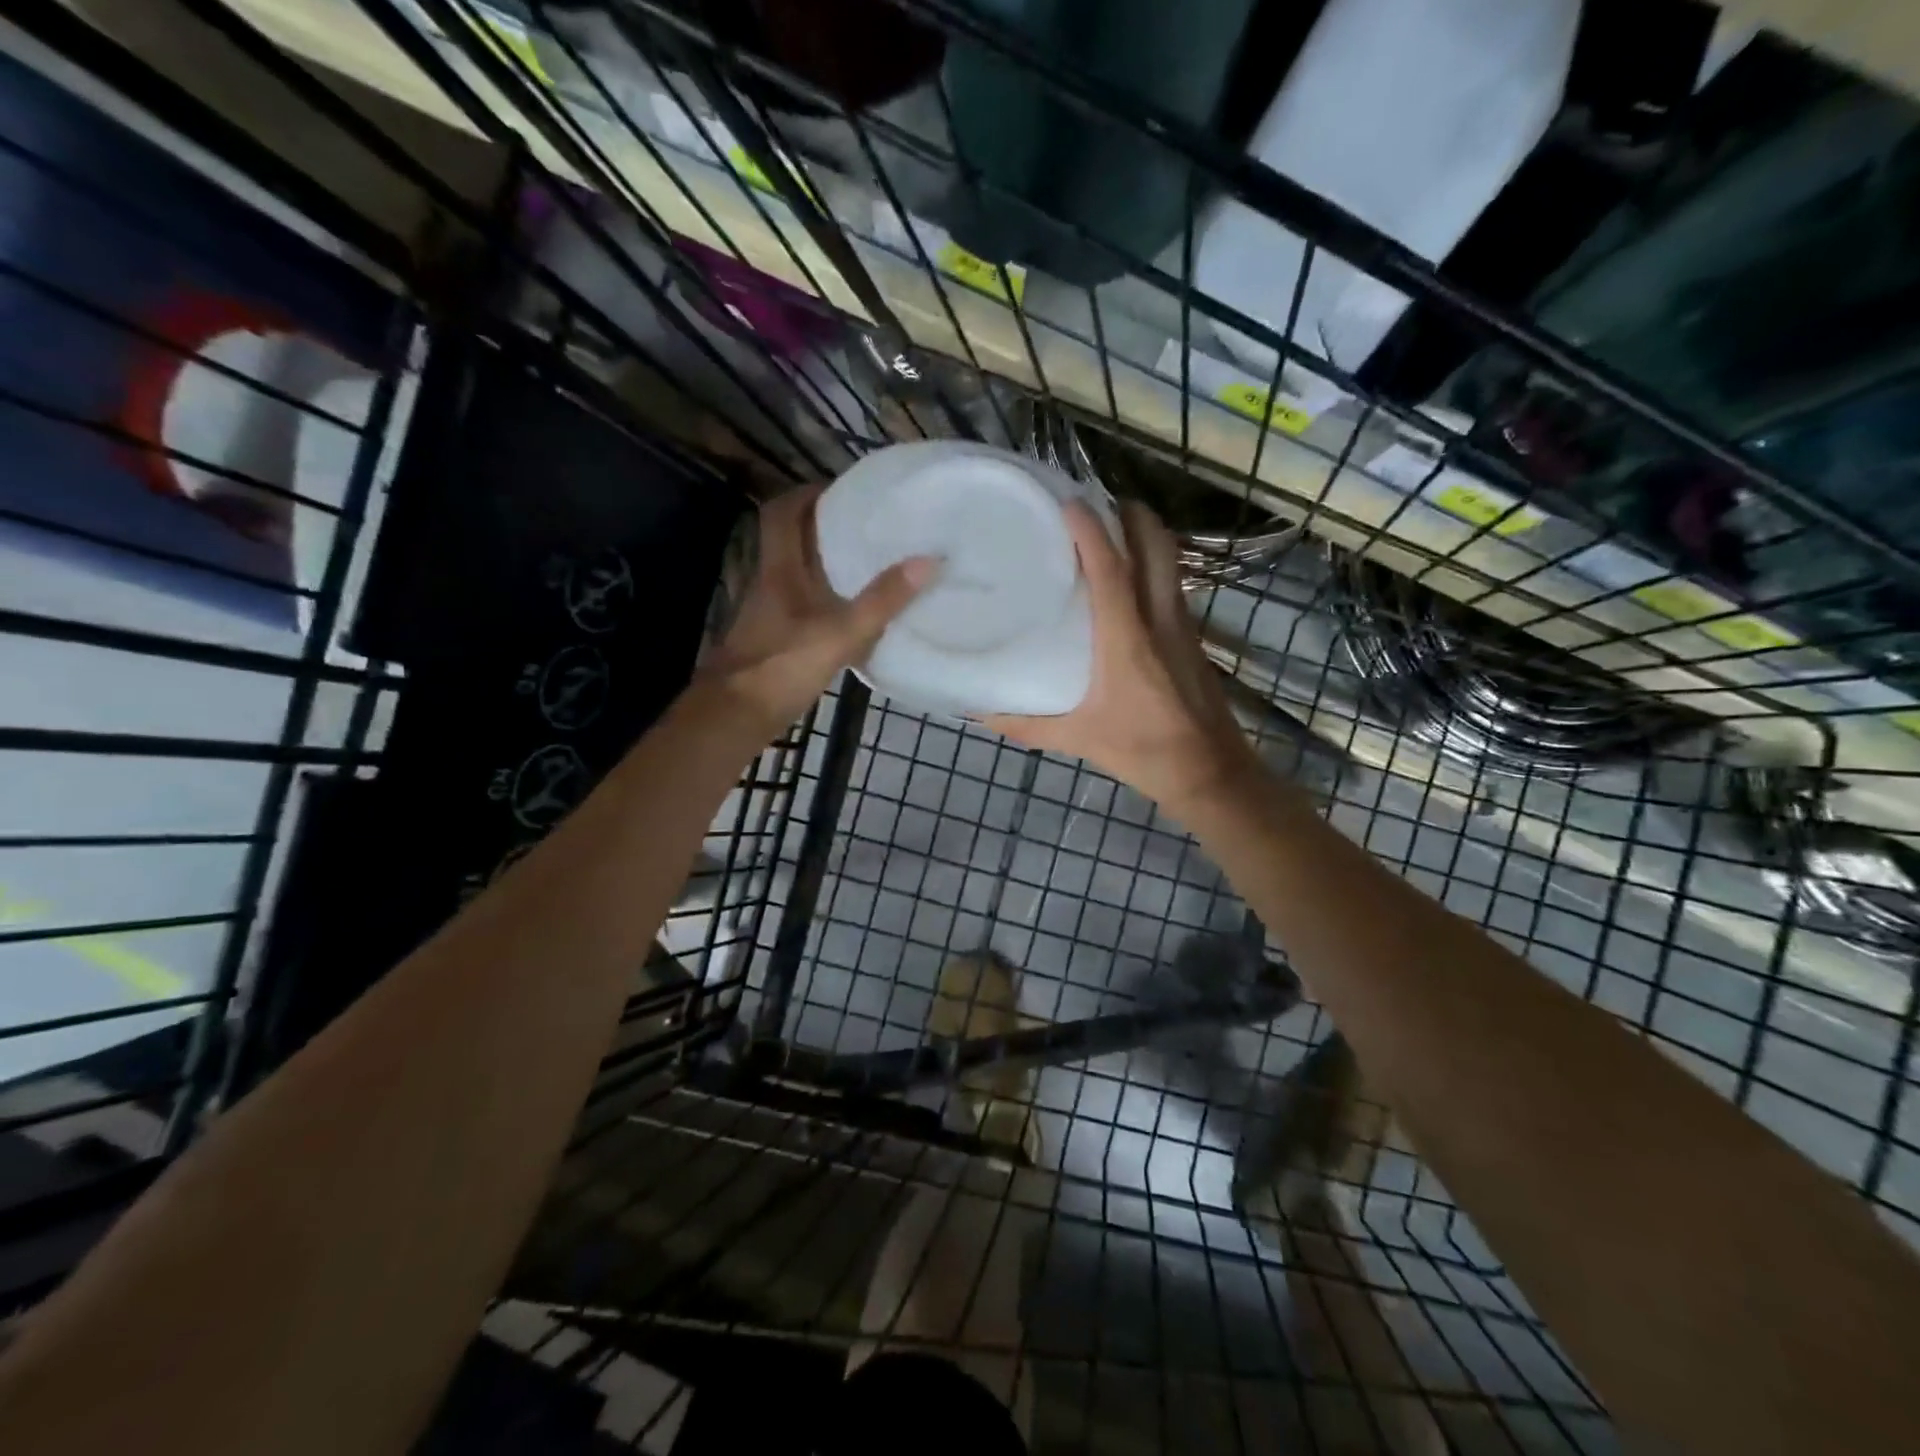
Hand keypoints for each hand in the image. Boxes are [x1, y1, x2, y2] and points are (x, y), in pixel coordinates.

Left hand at [699, 486, 935, 731]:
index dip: (808, 494)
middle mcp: (771, 584)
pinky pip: (806, 605)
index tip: (844, 490)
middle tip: (869, 524)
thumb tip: (929, 560)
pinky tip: (856, 613)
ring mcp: (772, 614)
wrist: (735, 717)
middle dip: (826, 526)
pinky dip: (829, 599)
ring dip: (828, 563)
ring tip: (872, 562)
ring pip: (799, 573)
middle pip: (792, 540)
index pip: (782, 513)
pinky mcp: (777, 640)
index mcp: (779, 570)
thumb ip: (882, 600)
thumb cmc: (782, 667)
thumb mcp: (840, 633)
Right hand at [982, 501, 1257, 808]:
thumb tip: (979, 714)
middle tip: (1097, 503)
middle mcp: (1159, 619)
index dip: (1091, 531)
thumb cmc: (1143, 751)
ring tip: (1111, 529)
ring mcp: (1182, 625)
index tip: (1069, 502)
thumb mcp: (1079, 738)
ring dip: (1145, 535)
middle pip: (1155, 546)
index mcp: (1127, 638)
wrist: (1211, 773)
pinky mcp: (1192, 638)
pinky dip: (1153, 565)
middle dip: (1131, 514)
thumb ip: (1026, 725)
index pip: (1111, 569)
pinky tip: (1130, 581)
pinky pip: (1172, 584)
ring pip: (1170, 561)